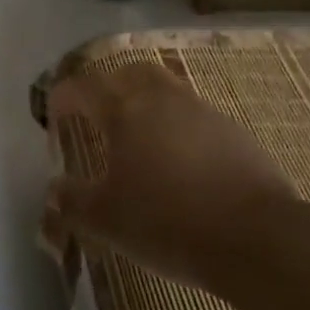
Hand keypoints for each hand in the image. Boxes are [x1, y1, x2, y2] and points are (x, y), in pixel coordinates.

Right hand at [46, 63, 294, 290]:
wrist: (256, 237)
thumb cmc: (167, 222)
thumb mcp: (106, 220)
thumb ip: (72, 201)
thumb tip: (54, 189)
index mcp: (124, 110)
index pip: (83, 87)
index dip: (62, 97)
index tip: (53, 114)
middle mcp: (162, 99)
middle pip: (129, 72)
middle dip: (108, 86)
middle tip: (97, 114)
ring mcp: (203, 112)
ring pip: (165, 90)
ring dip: (145, 103)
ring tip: (137, 138)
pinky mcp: (233, 132)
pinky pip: (194, 116)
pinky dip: (177, 127)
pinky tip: (178, 162)